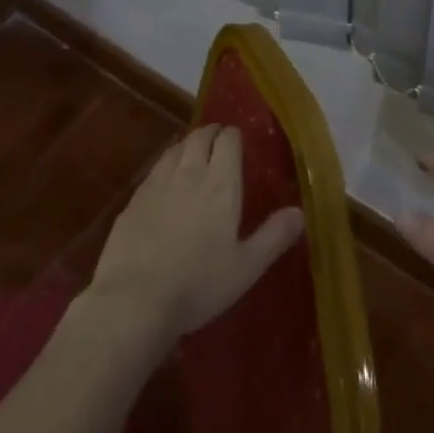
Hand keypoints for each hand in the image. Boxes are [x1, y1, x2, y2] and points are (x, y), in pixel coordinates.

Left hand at [90, 123, 304, 345]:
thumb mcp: (246, 267)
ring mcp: (157, 184)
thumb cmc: (198, 284)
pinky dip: (166, 165)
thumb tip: (299, 212)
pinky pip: (154, 170)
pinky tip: (165, 181)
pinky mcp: (134, 199)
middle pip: (199, 137)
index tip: (239, 140)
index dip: (234, 135)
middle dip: (211, 133)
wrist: (134, 299)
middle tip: (218, 141)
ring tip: (193, 154)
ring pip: (175, 148)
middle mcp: (189, 174)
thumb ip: (273, 236)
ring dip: (187, 145)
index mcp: (220, 185)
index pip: (228, 141)